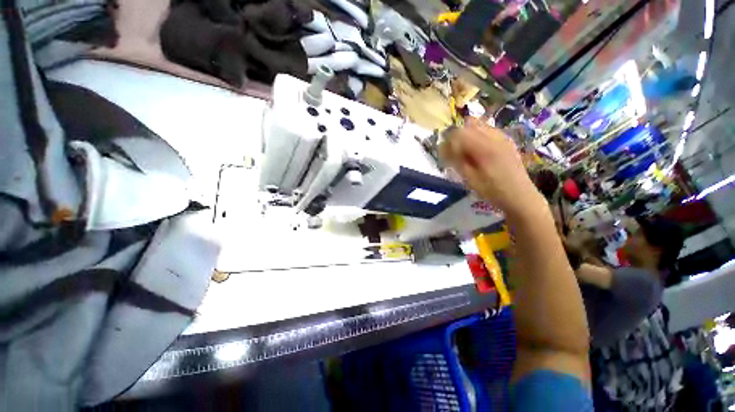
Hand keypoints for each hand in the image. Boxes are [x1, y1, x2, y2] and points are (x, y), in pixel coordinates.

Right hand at [440, 119, 544, 218]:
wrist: (519, 196)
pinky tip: (477, 149)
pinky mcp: (507, 140)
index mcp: (485, 148)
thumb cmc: (492, 191)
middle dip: (457, 136)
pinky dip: (478, 135)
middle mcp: (494, 137)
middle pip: (468, 125)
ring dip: (467, 134)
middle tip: (452, 152)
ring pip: (479, 124)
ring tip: (464, 150)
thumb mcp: (470, 179)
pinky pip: (488, 129)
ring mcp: (503, 137)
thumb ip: (457, 161)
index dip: (448, 142)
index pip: (459, 133)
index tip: (444, 155)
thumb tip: (444, 149)